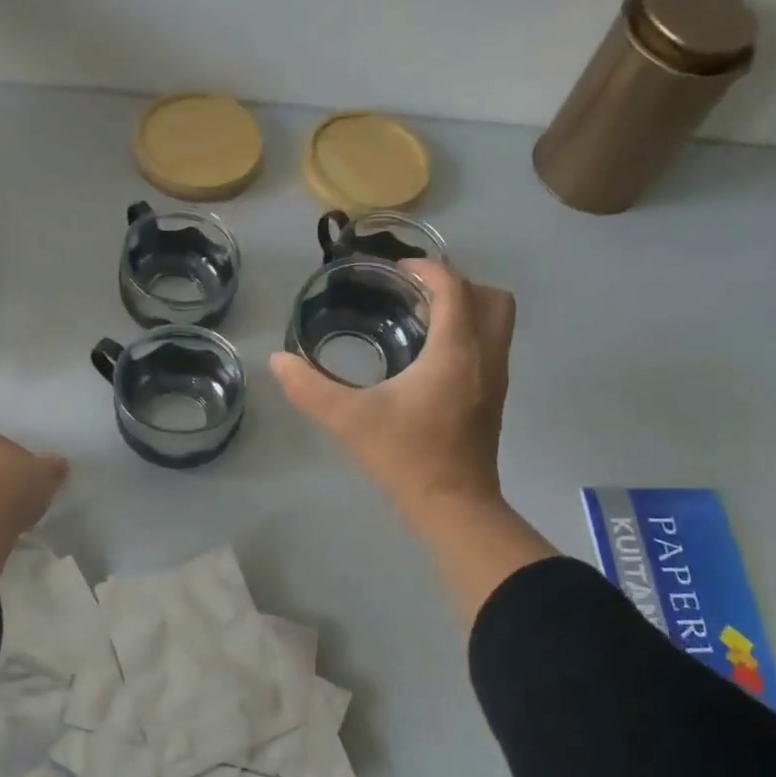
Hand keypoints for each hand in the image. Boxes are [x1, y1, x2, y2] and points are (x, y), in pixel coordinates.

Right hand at [270, 259, 555, 623]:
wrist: (453, 507)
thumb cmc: (406, 456)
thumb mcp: (350, 420)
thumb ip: (310, 388)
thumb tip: (278, 360)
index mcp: (456, 349)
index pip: (453, 287)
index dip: (426, 269)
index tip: (395, 271)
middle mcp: (485, 355)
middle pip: (491, 298)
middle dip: (456, 286)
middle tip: (415, 296)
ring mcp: (495, 379)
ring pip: (497, 323)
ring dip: (466, 311)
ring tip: (421, 322)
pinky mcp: (493, 400)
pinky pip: (490, 348)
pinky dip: (468, 337)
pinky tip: (428, 360)